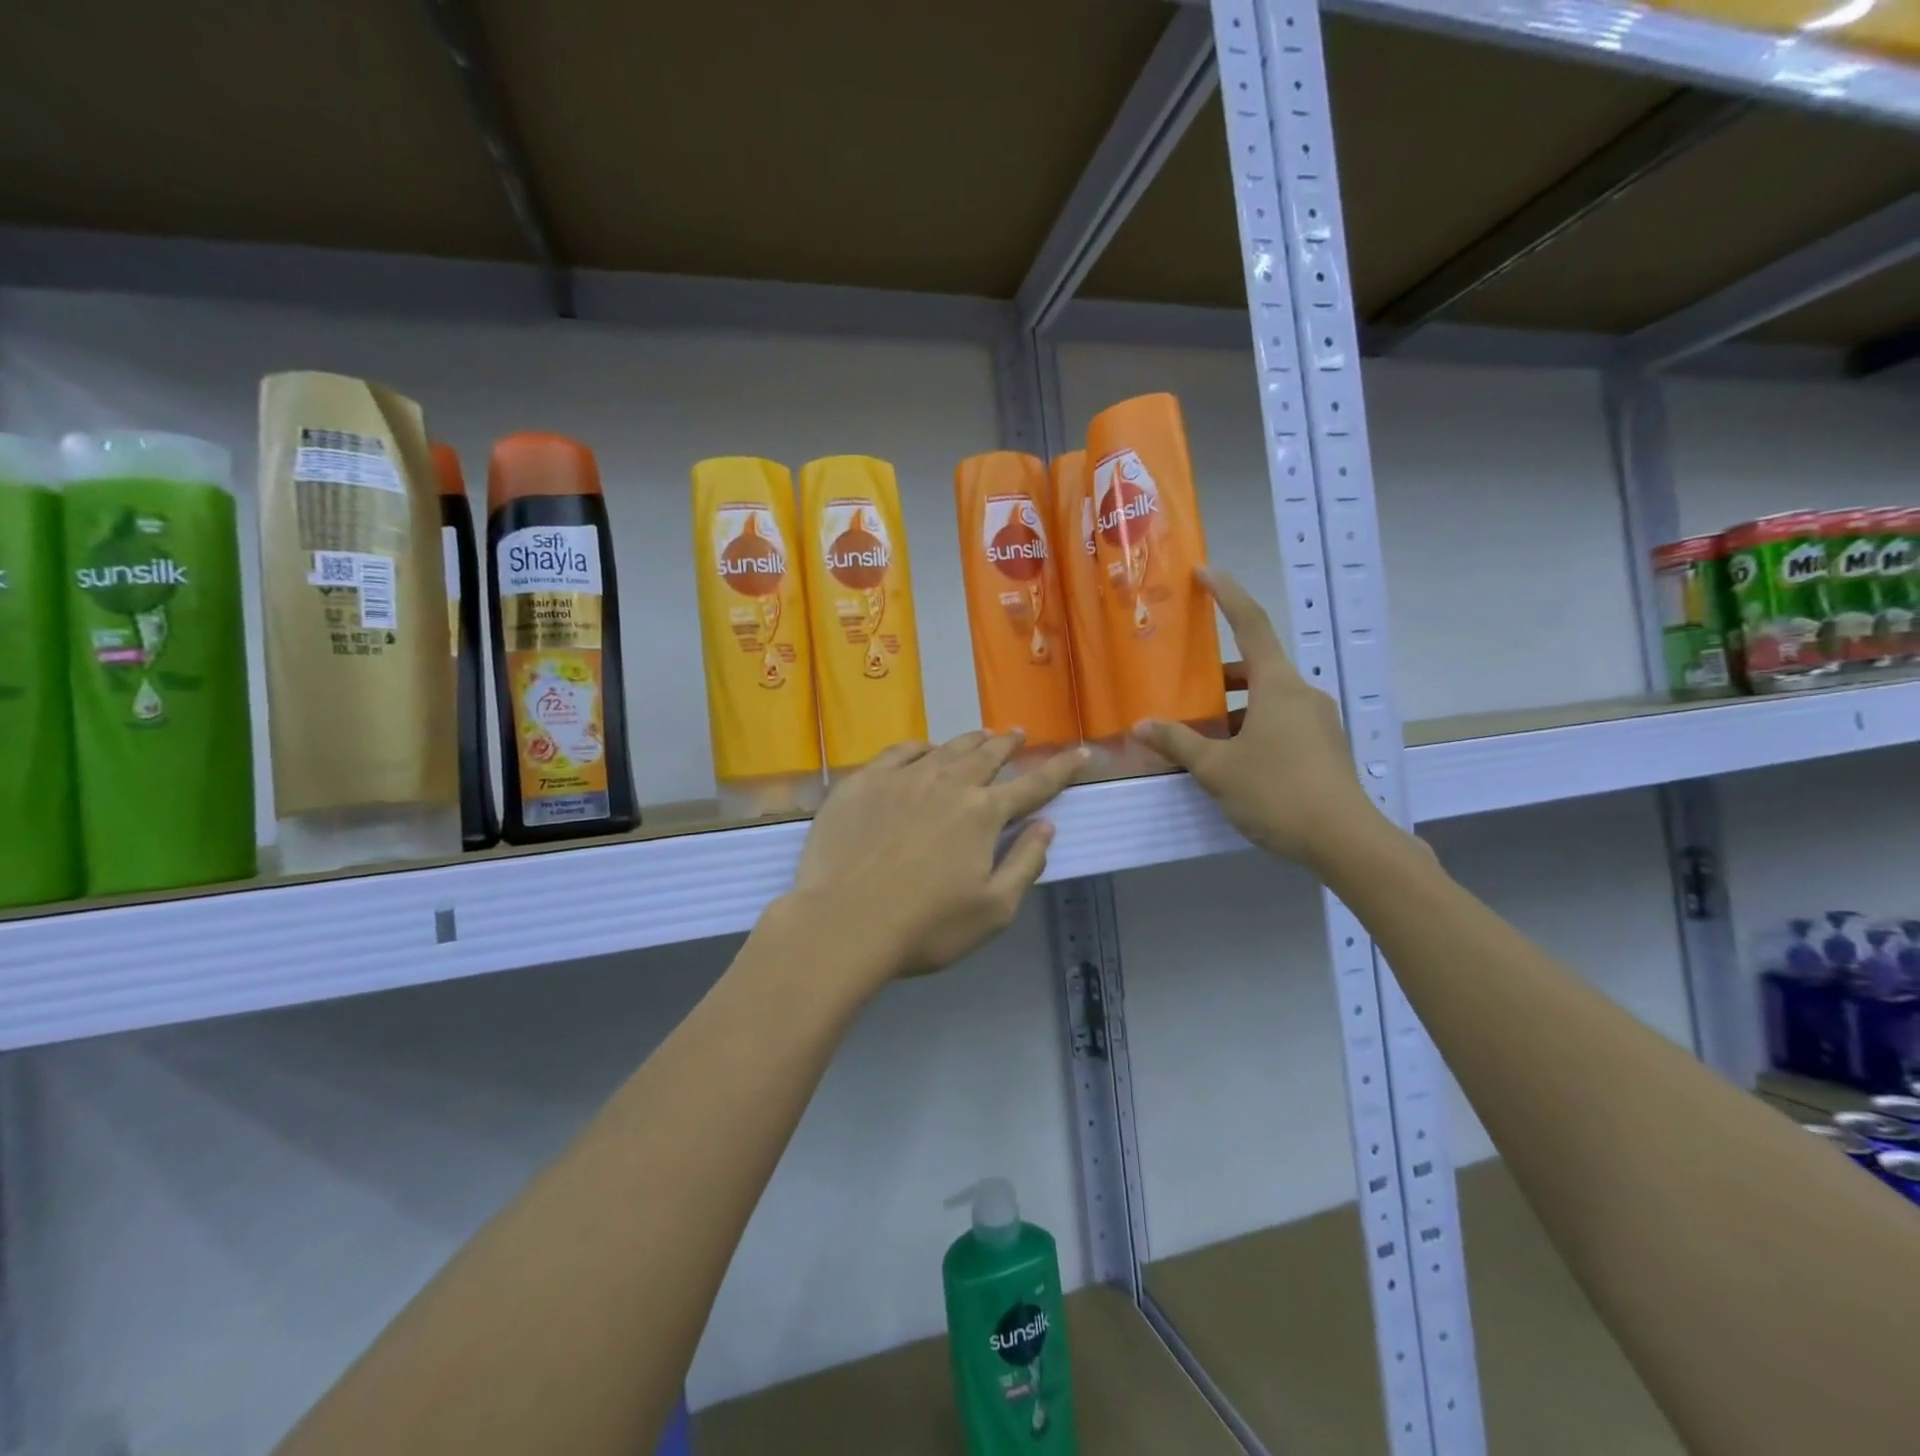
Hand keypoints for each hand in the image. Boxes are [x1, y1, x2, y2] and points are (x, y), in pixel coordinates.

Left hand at [787, 732, 1089, 982]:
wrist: (844, 921)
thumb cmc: (926, 926)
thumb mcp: (993, 910)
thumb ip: (1025, 863)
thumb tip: (1046, 826)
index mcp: (984, 814)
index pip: (1034, 784)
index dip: (1061, 768)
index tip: (1081, 752)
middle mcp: (948, 784)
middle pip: (987, 756)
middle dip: (1008, 744)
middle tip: (1018, 734)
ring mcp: (903, 778)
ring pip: (946, 748)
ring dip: (969, 740)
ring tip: (980, 735)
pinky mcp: (864, 782)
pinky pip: (899, 752)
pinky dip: (920, 747)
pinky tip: (922, 750)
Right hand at [1134, 568, 1385, 873]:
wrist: (1346, 841)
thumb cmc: (1277, 792)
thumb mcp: (1217, 768)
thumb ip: (1178, 743)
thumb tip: (1142, 726)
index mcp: (1278, 685)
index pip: (1251, 624)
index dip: (1227, 594)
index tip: (1205, 571)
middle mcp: (1302, 693)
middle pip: (1256, 667)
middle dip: (1218, 675)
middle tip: (1184, 688)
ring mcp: (1318, 721)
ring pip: (1267, 700)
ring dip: (1233, 708)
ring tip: (1199, 735)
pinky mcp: (1324, 748)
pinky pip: (1280, 723)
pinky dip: (1252, 728)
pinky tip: (1230, 760)